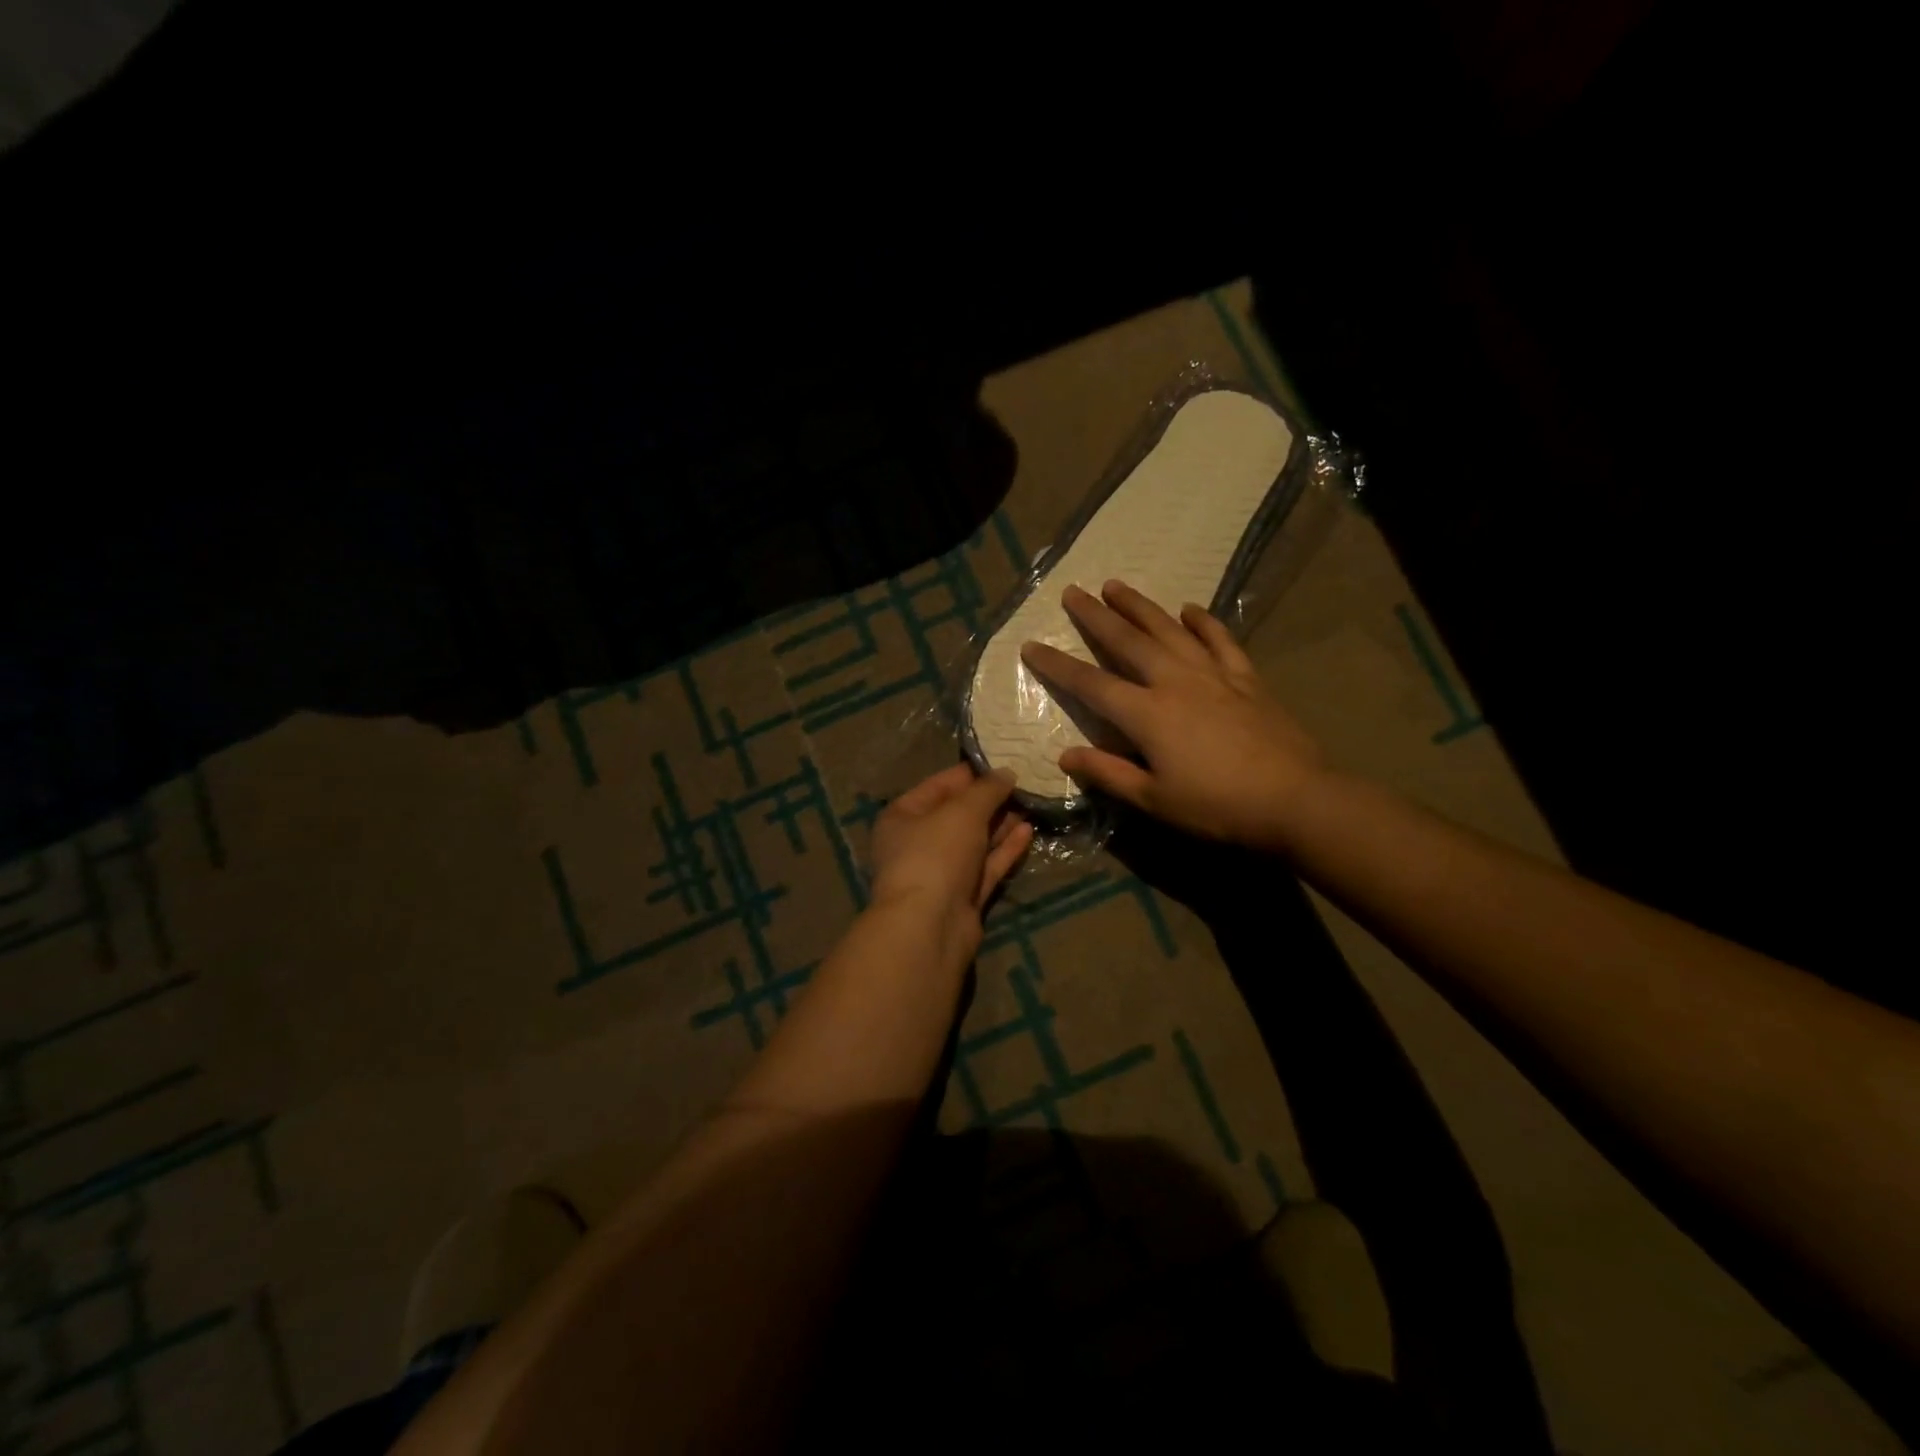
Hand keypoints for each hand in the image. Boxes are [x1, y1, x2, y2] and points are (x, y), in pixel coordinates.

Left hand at [869, 763, 1033, 955]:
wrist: (930, 926)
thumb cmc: (936, 854)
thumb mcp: (963, 811)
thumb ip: (987, 790)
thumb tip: (1006, 773)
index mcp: (903, 817)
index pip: (939, 785)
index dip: (971, 773)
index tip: (1004, 761)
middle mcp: (918, 843)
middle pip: (958, 814)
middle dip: (990, 800)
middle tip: (1025, 782)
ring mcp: (941, 872)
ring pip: (975, 842)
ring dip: (1001, 824)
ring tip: (1032, 803)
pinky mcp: (964, 897)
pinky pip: (987, 866)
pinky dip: (1005, 849)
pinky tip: (1028, 831)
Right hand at [1019, 581, 1324, 851]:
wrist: (1295, 799)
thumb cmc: (1217, 806)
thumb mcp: (1154, 800)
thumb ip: (1108, 774)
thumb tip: (1065, 756)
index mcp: (1147, 714)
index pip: (1090, 684)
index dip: (1057, 665)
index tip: (1031, 645)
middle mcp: (1174, 682)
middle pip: (1127, 641)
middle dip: (1096, 616)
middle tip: (1072, 592)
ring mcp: (1213, 674)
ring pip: (1169, 629)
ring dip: (1140, 606)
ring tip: (1116, 585)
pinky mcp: (1245, 677)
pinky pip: (1220, 640)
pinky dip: (1204, 622)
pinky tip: (1190, 609)